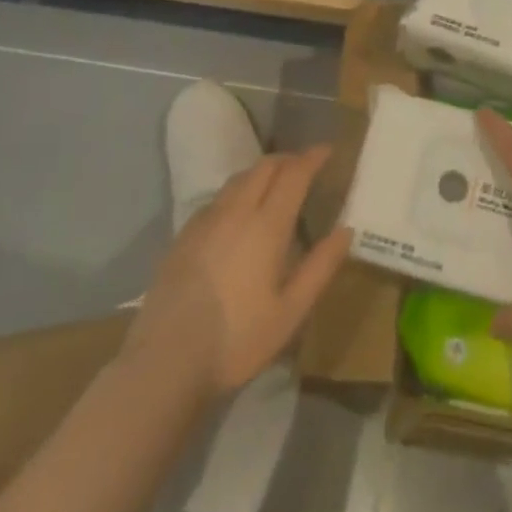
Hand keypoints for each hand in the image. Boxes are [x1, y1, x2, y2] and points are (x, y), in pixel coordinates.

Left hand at [129, 145, 350, 398]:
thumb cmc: (238, 339)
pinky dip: (237, 192)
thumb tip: (345, 230)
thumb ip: (321, 267)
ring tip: (275, 185)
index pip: (293, 175)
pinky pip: (217, 199)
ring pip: (237, 180)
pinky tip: (237, 214)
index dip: (312, 158)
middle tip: (305, 166)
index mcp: (266, 226)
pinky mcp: (183, 237)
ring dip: (261, 172)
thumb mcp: (291, 312)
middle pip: (263, 168)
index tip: (328, 150)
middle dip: (288, 159)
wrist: (166, 361)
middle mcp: (235, 212)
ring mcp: (204, 222)